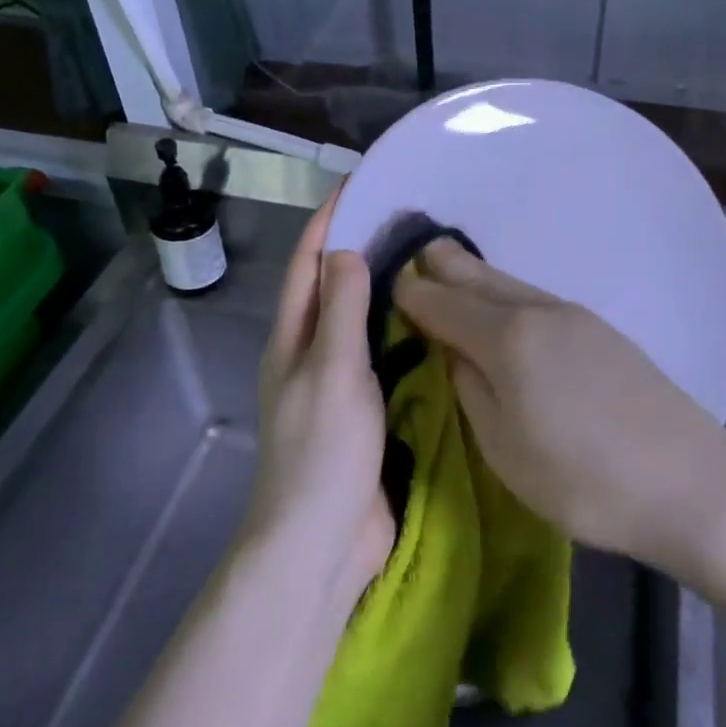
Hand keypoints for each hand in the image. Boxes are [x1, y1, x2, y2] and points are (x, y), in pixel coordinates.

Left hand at [248, 196, 393, 604]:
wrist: (322, 541)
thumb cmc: (324, 451)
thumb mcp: (333, 371)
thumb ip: (341, 310)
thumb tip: (346, 250)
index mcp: (292, 339)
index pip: (307, 264)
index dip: (327, 221)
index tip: (359, 185)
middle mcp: (310, 354)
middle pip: (332, 287)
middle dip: (360, 248)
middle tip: (408, 218)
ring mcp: (338, 384)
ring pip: (360, 322)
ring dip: (384, 290)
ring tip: (426, 261)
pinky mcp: (364, 410)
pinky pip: (382, 357)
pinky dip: (401, 332)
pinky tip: (433, 323)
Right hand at [394, 239, 725, 572]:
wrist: (690, 482)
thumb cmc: (584, 479)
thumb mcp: (504, 448)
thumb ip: (471, 390)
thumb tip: (453, 353)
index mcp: (508, 337)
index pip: (442, 303)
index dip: (410, 295)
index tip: (386, 286)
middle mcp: (540, 311)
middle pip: (479, 276)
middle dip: (443, 266)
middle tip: (416, 256)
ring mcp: (577, 316)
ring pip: (511, 283)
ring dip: (477, 278)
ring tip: (452, 272)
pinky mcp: (603, 331)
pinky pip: (537, 299)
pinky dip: (508, 295)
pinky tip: (506, 310)